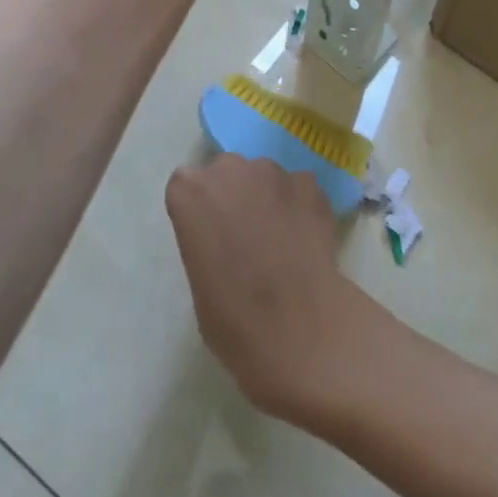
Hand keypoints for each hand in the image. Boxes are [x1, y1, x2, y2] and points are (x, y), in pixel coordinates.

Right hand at [165, 154, 387, 426]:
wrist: (295, 326)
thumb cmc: (232, 318)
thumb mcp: (200, 280)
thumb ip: (207, 243)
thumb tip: (228, 243)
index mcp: (189, 194)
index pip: (187, 186)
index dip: (200, 210)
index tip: (210, 235)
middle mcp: (230, 170)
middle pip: (228, 172)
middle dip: (235, 195)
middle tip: (246, 236)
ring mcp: (274, 173)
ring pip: (266, 177)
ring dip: (269, 198)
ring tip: (282, 240)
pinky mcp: (310, 185)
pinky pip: (300, 189)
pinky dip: (301, 206)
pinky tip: (307, 239)